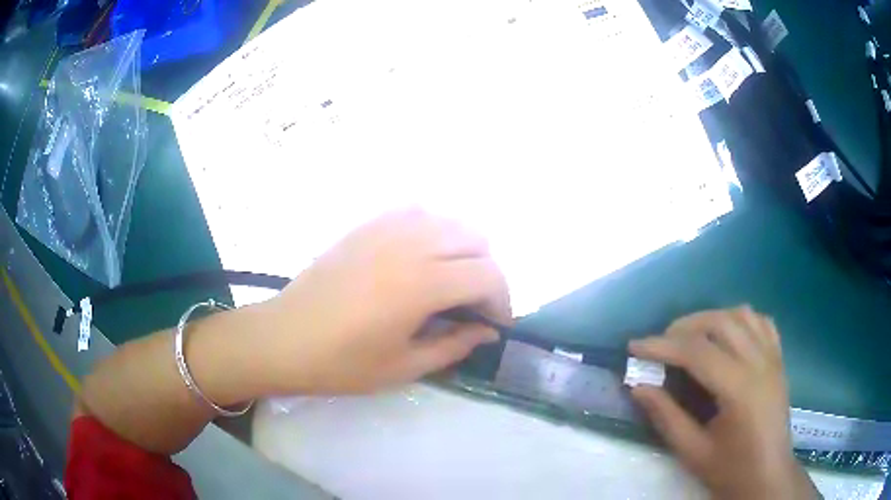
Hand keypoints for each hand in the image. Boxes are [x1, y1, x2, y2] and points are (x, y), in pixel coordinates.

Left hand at [257, 209, 511, 393]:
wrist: (284, 338)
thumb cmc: (342, 362)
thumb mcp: (404, 366)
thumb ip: (454, 345)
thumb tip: (486, 332)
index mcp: (422, 284)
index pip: (488, 276)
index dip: (502, 301)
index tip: (495, 325)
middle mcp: (411, 244)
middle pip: (477, 240)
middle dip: (487, 274)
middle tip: (474, 305)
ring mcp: (387, 228)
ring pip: (450, 220)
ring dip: (463, 249)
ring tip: (451, 279)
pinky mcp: (367, 225)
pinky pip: (417, 212)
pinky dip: (433, 230)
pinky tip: (422, 256)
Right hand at [628, 307, 817, 499]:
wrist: (768, 475)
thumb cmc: (731, 470)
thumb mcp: (693, 452)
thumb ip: (666, 416)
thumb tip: (638, 386)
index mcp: (739, 389)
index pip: (697, 352)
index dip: (662, 346)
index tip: (634, 346)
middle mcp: (759, 362)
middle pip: (720, 323)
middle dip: (684, 327)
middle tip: (660, 344)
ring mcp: (772, 357)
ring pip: (741, 315)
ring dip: (711, 318)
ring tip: (690, 337)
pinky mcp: (778, 358)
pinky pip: (760, 322)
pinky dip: (739, 319)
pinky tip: (727, 334)